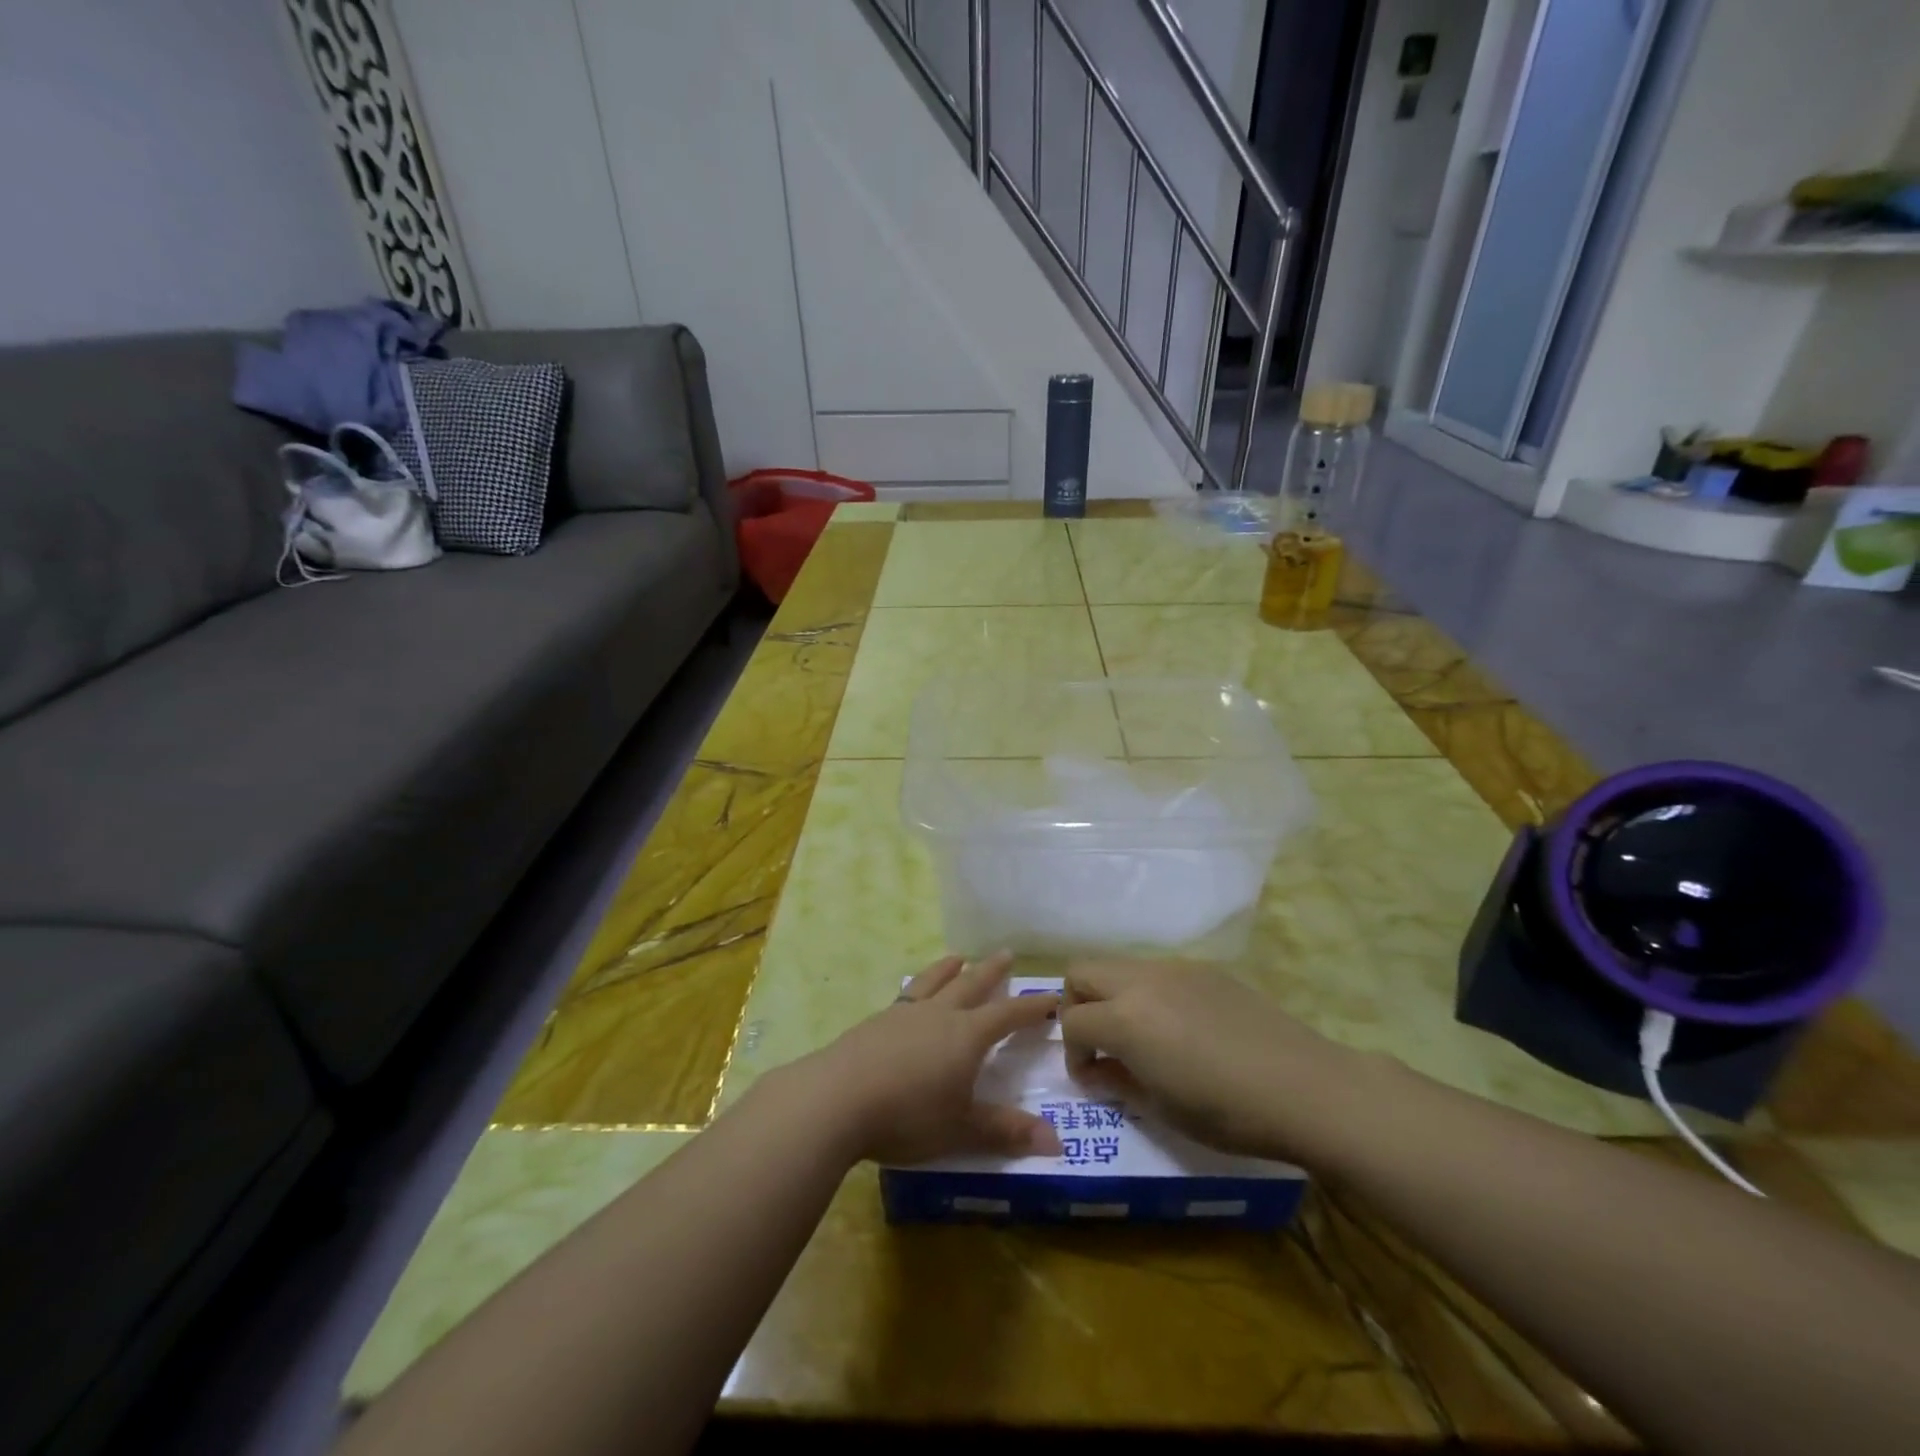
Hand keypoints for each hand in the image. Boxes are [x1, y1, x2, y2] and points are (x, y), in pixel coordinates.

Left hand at [789, 951, 1062, 1165]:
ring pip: (934, 982)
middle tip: (1006, 954)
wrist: (837, 1098)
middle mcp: (938, 1015)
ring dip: (949, 969)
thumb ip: (1006, 1131)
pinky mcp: (875, 1022)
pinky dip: (918, 985)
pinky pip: (906, 994)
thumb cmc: (908, 1116)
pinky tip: (912, 993)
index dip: (1030, 1007)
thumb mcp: (962, 1129)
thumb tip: (1058, 1142)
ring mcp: (904, 1014)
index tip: (1051, 996)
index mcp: (966, 1036)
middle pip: (970, 985)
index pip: (1007, 1014)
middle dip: (991, 972)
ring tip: (958, 957)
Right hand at [1059, 958, 1368, 1162]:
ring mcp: (1174, 968)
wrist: (1304, 1087)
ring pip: (1119, 966)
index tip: (1092, 1079)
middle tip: (1100, 1043)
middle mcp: (1142, 981)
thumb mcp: (1162, 1108)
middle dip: (1078, 1006)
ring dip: (1113, 996)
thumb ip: (1118, 1081)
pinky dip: (1148, 993)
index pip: (1072, 1022)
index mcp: (1125, 1018)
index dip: (1072, 1054)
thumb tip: (1096, 1070)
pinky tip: (1181, 1027)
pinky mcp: (1204, 968)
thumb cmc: (1228, 1111)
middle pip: (1082, 972)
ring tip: (1142, 1036)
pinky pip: (1157, 971)